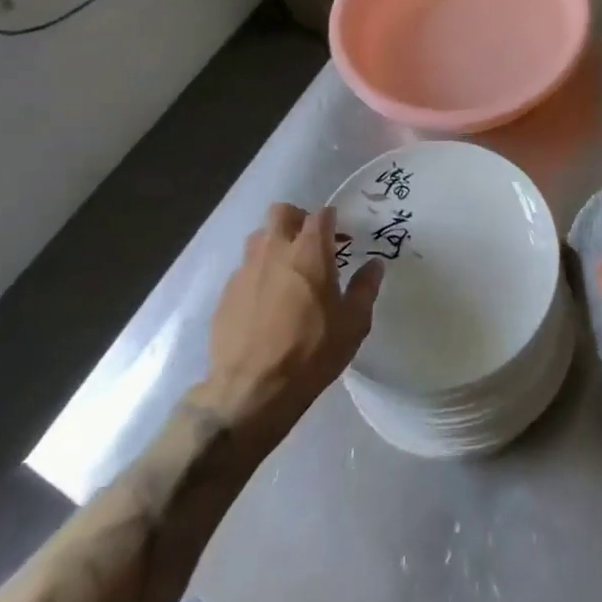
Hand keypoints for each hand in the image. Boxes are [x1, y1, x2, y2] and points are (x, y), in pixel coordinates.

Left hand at [197, 204, 383, 438]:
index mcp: (309, 252)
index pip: (321, 215)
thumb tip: (374, 265)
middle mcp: (275, 250)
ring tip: (286, 271)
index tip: (340, 238)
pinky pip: (244, 270)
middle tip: (310, 245)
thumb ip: (365, 288)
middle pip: (282, 212)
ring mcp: (246, 270)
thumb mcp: (353, 324)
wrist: (251, 390)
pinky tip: (265, 302)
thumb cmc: (312, 352)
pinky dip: (258, 275)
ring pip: (258, 237)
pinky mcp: (227, 293)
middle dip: (297, 219)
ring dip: (274, 244)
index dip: (332, 220)